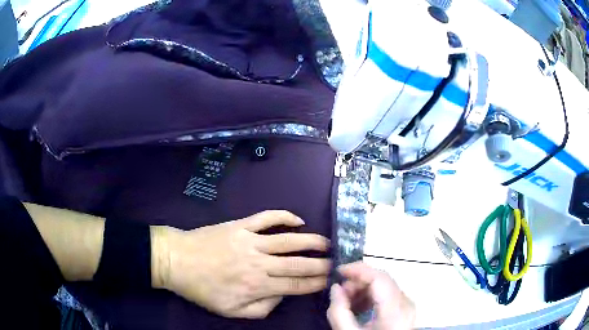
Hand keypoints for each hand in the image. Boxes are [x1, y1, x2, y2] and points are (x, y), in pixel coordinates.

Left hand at [151, 210, 329, 318]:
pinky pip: (267, 217)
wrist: (177, 261)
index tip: (330, 280)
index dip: (316, 283)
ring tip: (327, 243)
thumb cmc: (203, 289)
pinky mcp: (240, 225)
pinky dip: (284, 217)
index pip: (296, 286)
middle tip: (336, 263)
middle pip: (298, 264)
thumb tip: (282, 294)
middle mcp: (259, 263)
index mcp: (257, 286)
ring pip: (289, 240)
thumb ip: (262, 308)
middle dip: (321, 264)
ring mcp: (250, 240)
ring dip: (311, 241)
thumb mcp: (231, 311)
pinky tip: (298, 220)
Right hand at [327, 262, 414, 329]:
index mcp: (395, 310)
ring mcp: (408, 306)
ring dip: (364, 289)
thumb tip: (335, 288)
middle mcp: (406, 303)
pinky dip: (372, 296)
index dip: (358, 270)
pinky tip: (360, 308)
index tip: (338, 271)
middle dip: (358, 282)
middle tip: (340, 294)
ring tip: (348, 303)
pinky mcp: (406, 309)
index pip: (379, 278)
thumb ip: (338, 311)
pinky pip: (388, 294)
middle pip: (382, 280)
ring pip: (385, 286)